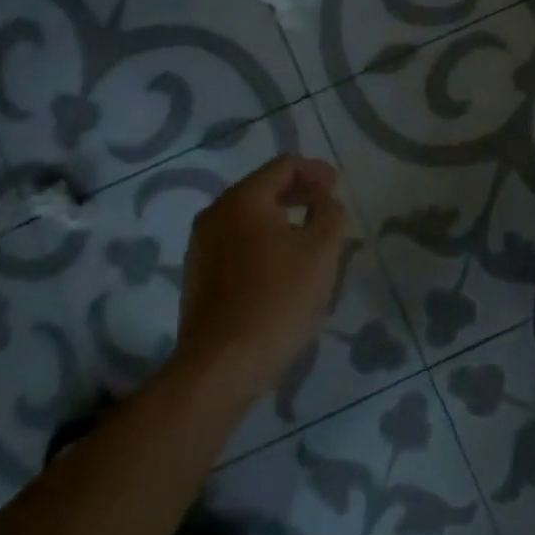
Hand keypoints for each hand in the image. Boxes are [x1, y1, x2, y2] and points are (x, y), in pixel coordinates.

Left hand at [173, 155, 349, 402]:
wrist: (220, 368)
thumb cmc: (277, 299)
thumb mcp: (322, 250)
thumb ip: (331, 214)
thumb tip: (324, 202)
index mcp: (243, 199)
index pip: (284, 166)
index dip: (316, 171)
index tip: (337, 189)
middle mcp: (215, 214)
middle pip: (264, 188)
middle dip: (299, 194)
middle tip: (327, 209)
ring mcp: (201, 248)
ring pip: (249, 219)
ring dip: (282, 220)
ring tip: (309, 240)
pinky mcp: (198, 278)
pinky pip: (237, 245)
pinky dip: (263, 244)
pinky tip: (282, 269)